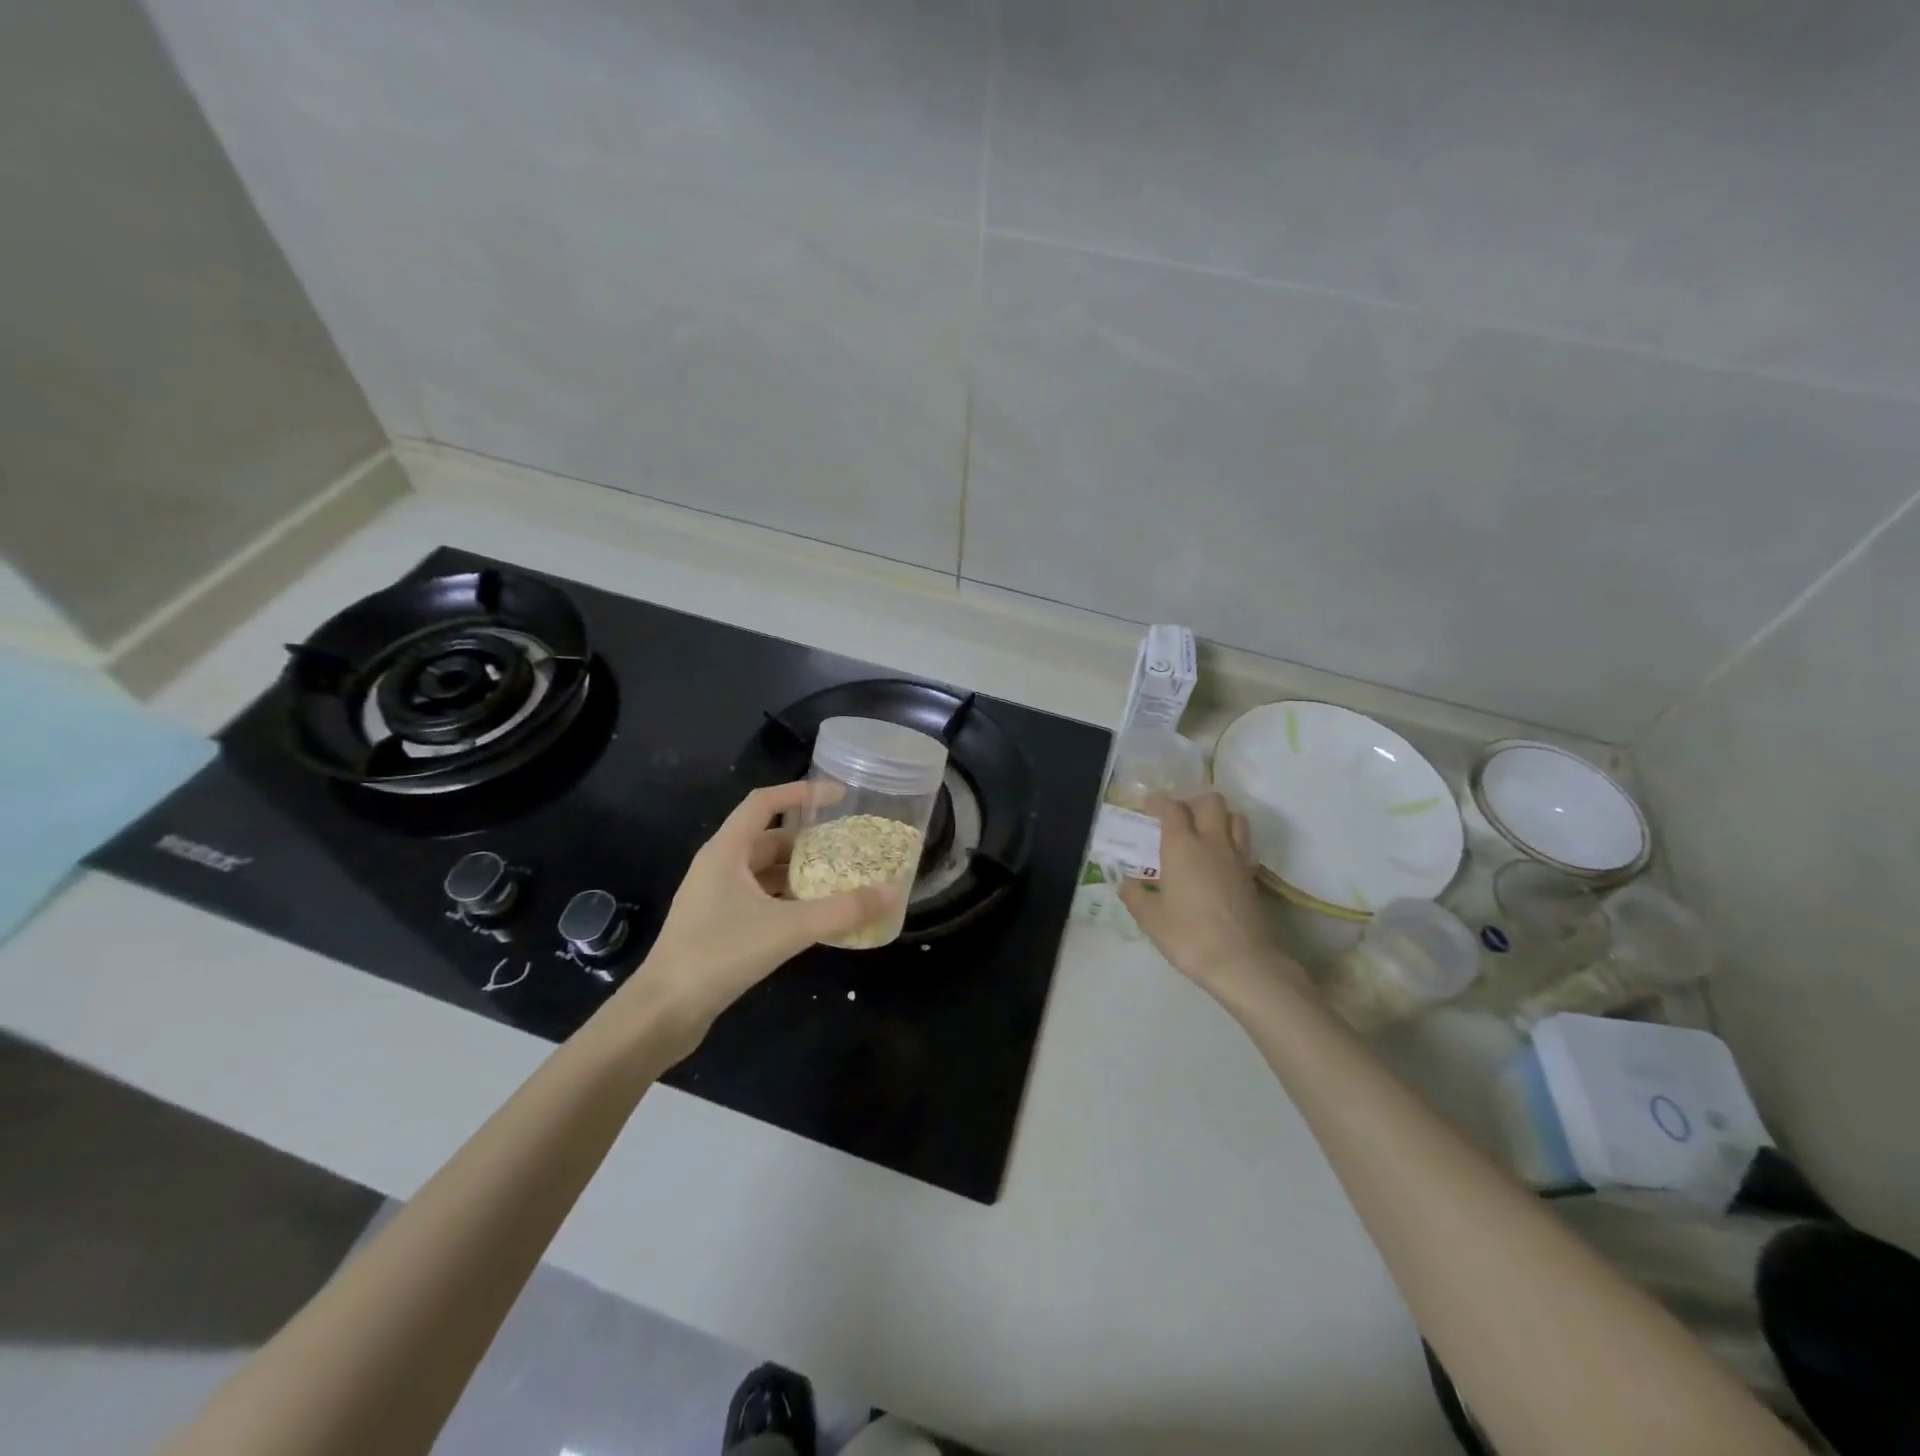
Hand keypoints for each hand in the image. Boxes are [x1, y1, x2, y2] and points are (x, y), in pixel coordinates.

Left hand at [622, 781, 900, 1038]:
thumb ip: (841, 911)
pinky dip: (787, 899)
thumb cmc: (718, 955)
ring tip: (839, 879)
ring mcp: (716, 897)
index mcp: (726, 851)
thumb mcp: (787, 929)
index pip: (764, 803)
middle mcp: (719, 866)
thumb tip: (892, 893)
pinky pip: (760, 898)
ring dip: (799, 872)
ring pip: (764, 871)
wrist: (663, 1012)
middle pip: (768, 838)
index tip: (839, 797)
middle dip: (808, 840)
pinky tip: (814, 916)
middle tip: (847, 847)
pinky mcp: (718, 925)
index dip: (801, 793)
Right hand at [1120, 793, 1306, 1005]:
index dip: (1158, 802)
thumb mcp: (1150, 918)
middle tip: (1177, 818)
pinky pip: (1242, 843)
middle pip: (1211, 802)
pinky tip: (1216, 861)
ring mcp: (1236, 858)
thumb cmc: (1188, 935)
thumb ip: (1135, 895)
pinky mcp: (1251, 876)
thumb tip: (1126, 883)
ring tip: (1202, 833)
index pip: (1172, 808)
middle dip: (1192, 802)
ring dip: (1218, 817)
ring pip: (1235, 817)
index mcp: (1182, 846)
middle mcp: (1212, 842)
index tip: (1148, 806)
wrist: (1241, 961)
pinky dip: (1230, 841)